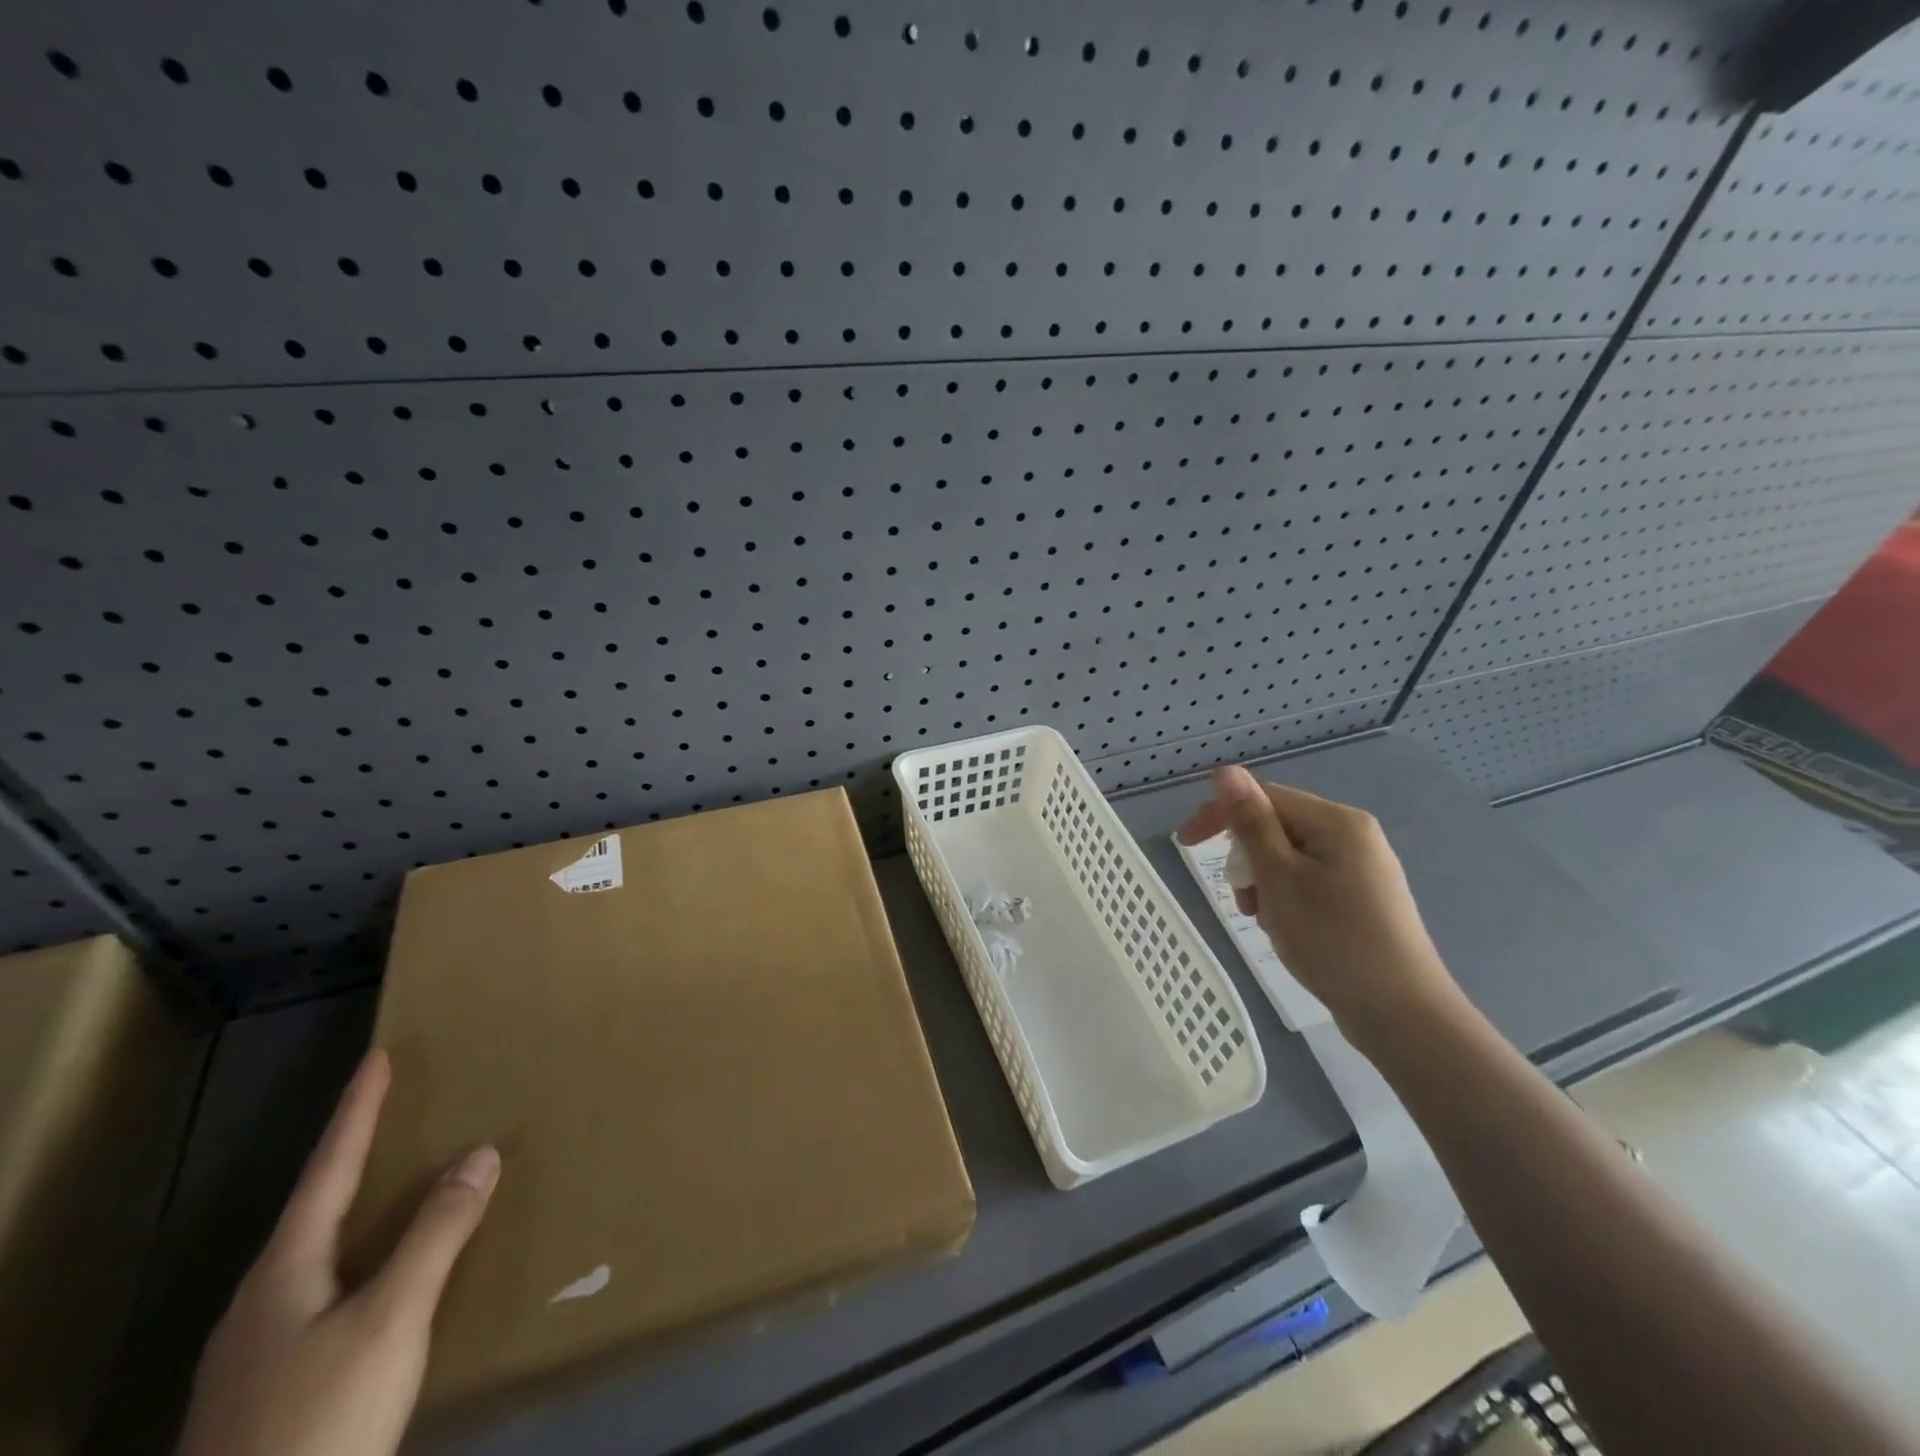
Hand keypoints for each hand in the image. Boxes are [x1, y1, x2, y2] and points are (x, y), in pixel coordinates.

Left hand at [176, 1050, 498, 1455]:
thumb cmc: (318, 1418)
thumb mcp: (390, 1320)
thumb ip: (437, 1233)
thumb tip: (481, 1151)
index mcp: (283, 1272)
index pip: (328, 1169)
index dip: (356, 1111)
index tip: (377, 1058)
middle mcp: (261, 1301)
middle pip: (313, 1208)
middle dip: (353, 1153)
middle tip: (391, 1111)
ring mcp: (257, 1350)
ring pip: (315, 1252)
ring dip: (356, 1205)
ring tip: (393, 1180)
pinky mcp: (270, 1388)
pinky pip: (323, 1289)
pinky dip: (360, 1252)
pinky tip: (377, 1274)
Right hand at [1177, 765, 1462, 1049]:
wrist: (1402, 1016)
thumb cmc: (1333, 940)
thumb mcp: (1279, 878)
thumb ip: (1251, 822)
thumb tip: (1226, 772)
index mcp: (1337, 822)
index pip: (1264, 797)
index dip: (1220, 815)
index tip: (1185, 844)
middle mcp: (1353, 836)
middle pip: (1277, 827)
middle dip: (1248, 860)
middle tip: (1244, 900)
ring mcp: (1362, 869)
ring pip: (1289, 859)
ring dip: (1264, 884)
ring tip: (1267, 922)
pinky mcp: (1363, 899)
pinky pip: (1308, 882)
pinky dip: (1287, 900)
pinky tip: (1289, 930)